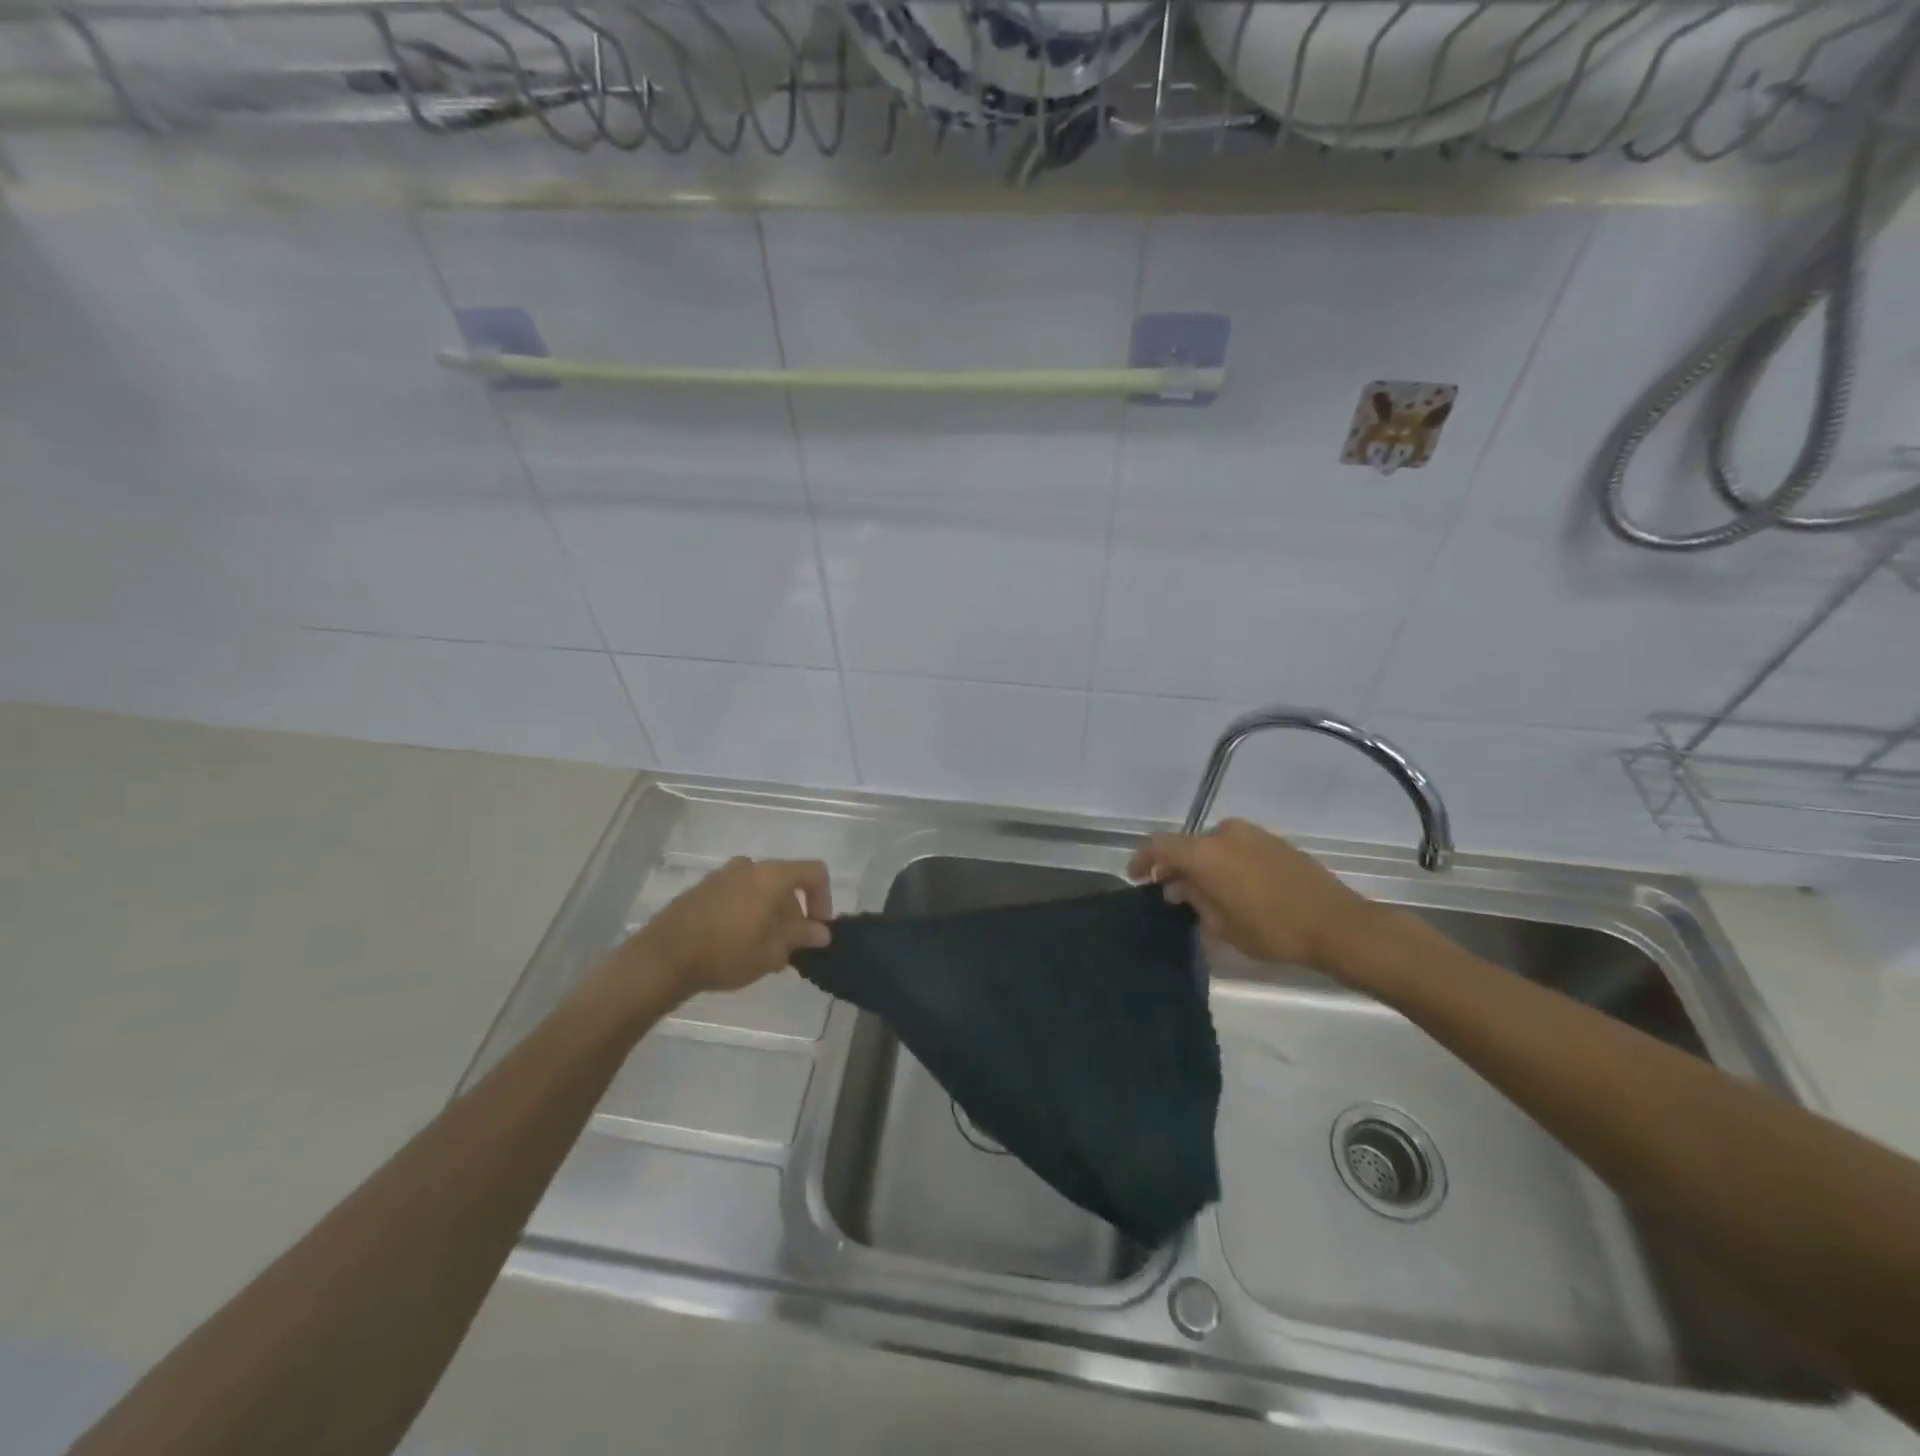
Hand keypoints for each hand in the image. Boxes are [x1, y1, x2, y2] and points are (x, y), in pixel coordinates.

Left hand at [628, 857, 832, 997]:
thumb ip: (801, 937)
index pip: (814, 872)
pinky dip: (747, 913)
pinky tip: (737, 945)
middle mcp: (748, 867)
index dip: (824, 899)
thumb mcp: (772, 951)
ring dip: (770, 915)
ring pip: (760, 890)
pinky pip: (737, 895)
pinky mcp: (701, 890)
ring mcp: (721, 876)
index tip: (817, 930)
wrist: (662, 959)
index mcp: (771, 876)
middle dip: (794, 913)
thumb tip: (821, 931)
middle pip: (785, 882)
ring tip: (763, 950)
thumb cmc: (726, 952)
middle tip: (789, 948)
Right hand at [1128, 818, 1381, 972]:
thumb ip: (1193, 898)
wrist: (1336, 924)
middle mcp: (1225, 833)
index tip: (1136, 877)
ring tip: (1201, 893)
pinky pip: (1235, 847)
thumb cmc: (1272, 929)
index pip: (1160, 845)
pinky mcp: (1273, 841)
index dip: (1143, 859)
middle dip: (1174, 866)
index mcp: (1206, 852)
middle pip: (1187, 844)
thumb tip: (1178, 886)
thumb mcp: (1222, 924)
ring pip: (1212, 846)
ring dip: (1201, 864)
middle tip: (1169, 892)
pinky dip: (1224, 862)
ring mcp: (1252, 834)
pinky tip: (1230, 887)